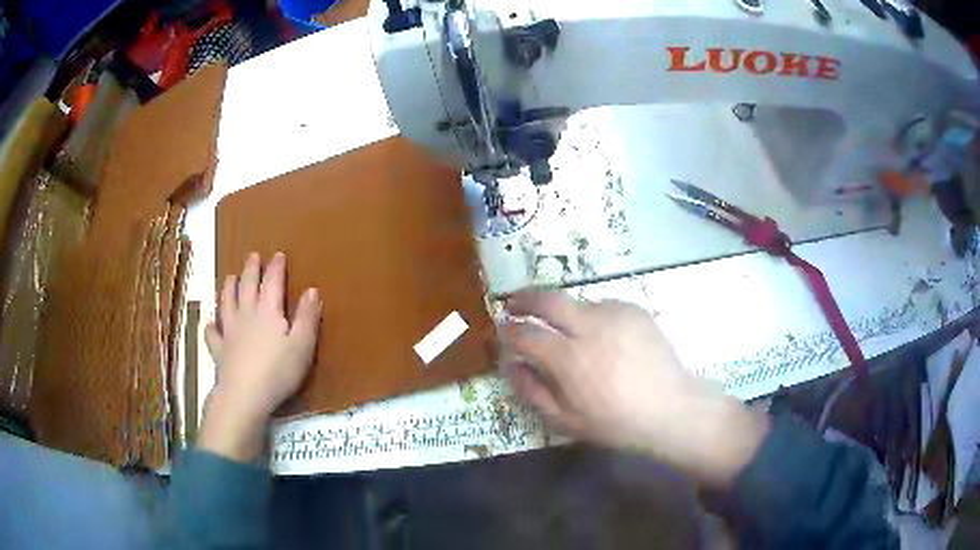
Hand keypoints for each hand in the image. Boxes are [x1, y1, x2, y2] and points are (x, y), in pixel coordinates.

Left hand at [200, 252, 321, 461]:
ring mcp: (229, 332)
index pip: (272, 282)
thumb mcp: (302, 346)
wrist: (245, 396)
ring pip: (226, 303)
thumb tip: (312, 290)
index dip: (276, 267)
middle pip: (247, 287)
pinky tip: (210, 323)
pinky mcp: (219, 351)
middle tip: (252, 256)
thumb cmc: (278, 372)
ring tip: (229, 277)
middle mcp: (246, 315)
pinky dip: (211, 326)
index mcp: (268, 312)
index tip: (278, 254)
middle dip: (251, 270)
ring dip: (228, 288)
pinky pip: (212, 334)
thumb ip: (307, 318)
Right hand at [500, 290, 768, 487]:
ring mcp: (615, 314)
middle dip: (523, 299)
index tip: (502, 331)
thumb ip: (532, 390)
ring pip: (576, 303)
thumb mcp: (566, 420)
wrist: (672, 409)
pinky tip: (602, 340)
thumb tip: (509, 363)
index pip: (526, 334)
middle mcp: (591, 327)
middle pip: (547, 299)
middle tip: (513, 303)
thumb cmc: (616, 423)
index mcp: (570, 359)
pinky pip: (602, 307)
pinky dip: (591, 318)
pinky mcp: (634, 310)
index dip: (508, 331)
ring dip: (563, 314)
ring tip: (570, 337)